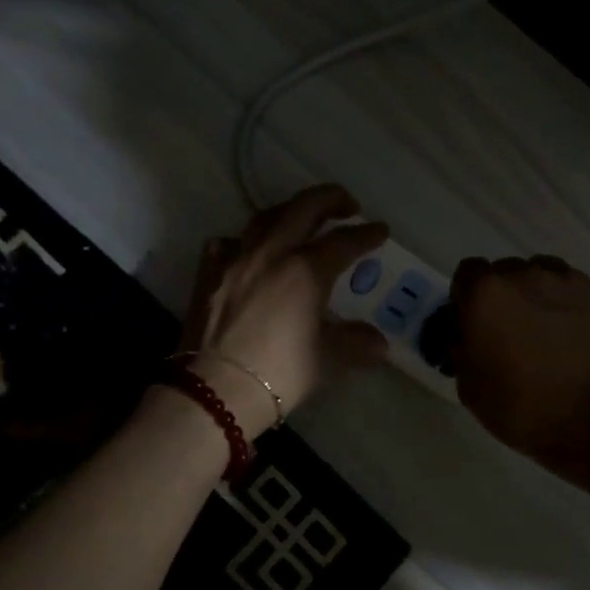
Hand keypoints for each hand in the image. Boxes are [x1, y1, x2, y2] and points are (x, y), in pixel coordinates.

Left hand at [177, 185, 389, 436]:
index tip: (381, 231)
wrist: (216, 390)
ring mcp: (235, 260)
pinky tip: (252, 252)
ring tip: (302, 219)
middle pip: (303, 208)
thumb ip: (356, 343)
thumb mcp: (327, 359)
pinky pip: (228, 243)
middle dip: (330, 199)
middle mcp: (271, 254)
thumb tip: (379, 344)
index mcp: (306, 270)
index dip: (367, 234)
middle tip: (348, 204)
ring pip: (265, 218)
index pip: (344, 241)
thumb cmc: (280, 373)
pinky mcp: (208, 274)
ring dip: (290, 211)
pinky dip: (246, 240)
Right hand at [451, 256, 589, 493]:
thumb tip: (466, 334)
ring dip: (536, 295)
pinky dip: (568, 305)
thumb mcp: (468, 387)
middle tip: (511, 329)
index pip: (467, 273)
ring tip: (546, 329)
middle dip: (503, 295)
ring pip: (542, 274)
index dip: (467, 298)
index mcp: (486, 294)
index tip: (474, 322)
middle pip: (506, 271)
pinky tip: (574, 334)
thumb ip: (460, 347)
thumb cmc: (521, 409)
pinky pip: (574, 288)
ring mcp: (567, 281)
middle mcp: (525, 275)